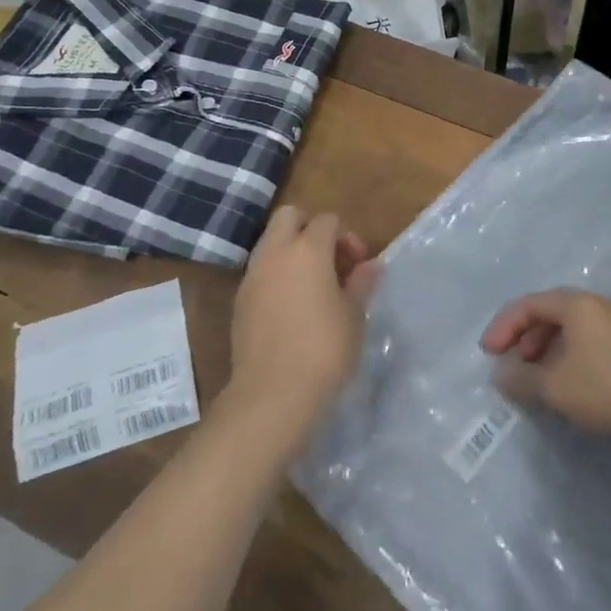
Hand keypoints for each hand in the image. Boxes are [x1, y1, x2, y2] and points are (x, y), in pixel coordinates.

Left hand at [225, 206, 379, 442]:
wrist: (272, 394)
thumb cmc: (323, 349)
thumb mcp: (354, 315)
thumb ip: (361, 282)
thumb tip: (371, 265)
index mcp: (308, 249)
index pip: (328, 220)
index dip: (347, 237)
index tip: (358, 266)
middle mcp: (275, 252)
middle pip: (290, 216)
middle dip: (311, 229)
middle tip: (331, 261)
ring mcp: (253, 275)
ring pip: (271, 242)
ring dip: (292, 251)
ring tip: (313, 286)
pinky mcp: (240, 300)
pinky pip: (261, 270)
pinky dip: (277, 274)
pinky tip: (292, 306)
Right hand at [480, 289, 610, 434]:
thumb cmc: (604, 386)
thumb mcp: (554, 386)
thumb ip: (520, 378)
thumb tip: (499, 374)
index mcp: (575, 304)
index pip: (528, 305)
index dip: (503, 326)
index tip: (487, 352)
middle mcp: (596, 305)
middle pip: (549, 312)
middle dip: (524, 336)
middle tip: (510, 362)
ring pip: (569, 327)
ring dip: (544, 347)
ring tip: (535, 374)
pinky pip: (586, 339)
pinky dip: (566, 354)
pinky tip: (565, 380)